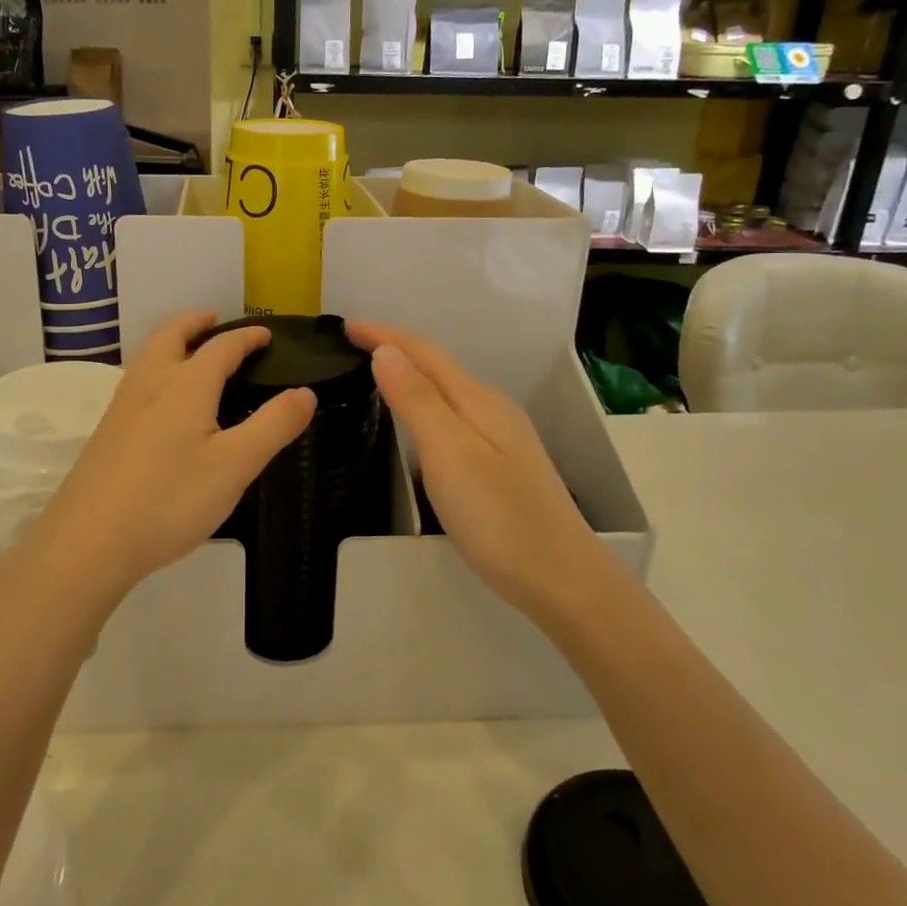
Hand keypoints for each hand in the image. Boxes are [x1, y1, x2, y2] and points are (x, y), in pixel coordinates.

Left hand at [14, 311, 316, 605]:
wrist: (89, 541)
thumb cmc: (170, 499)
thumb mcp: (235, 466)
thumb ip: (273, 426)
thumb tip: (306, 392)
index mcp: (186, 385)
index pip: (221, 347)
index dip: (247, 337)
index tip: (266, 335)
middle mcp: (150, 384)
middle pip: (171, 335)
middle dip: (194, 322)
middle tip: (214, 320)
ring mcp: (122, 407)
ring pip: (148, 356)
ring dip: (172, 342)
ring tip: (190, 352)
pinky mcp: (107, 433)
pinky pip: (137, 381)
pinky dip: (157, 369)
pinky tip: (162, 402)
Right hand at [347, 321, 599, 622]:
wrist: (562, 579)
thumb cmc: (499, 517)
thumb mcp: (450, 453)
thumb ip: (418, 400)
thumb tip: (387, 351)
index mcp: (479, 401)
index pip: (424, 353)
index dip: (385, 335)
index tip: (345, 326)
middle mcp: (492, 409)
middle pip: (438, 366)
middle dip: (396, 349)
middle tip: (353, 345)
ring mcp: (501, 437)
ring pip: (448, 391)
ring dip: (411, 375)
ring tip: (377, 374)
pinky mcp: (502, 464)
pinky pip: (454, 416)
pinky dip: (426, 405)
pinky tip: (418, 422)